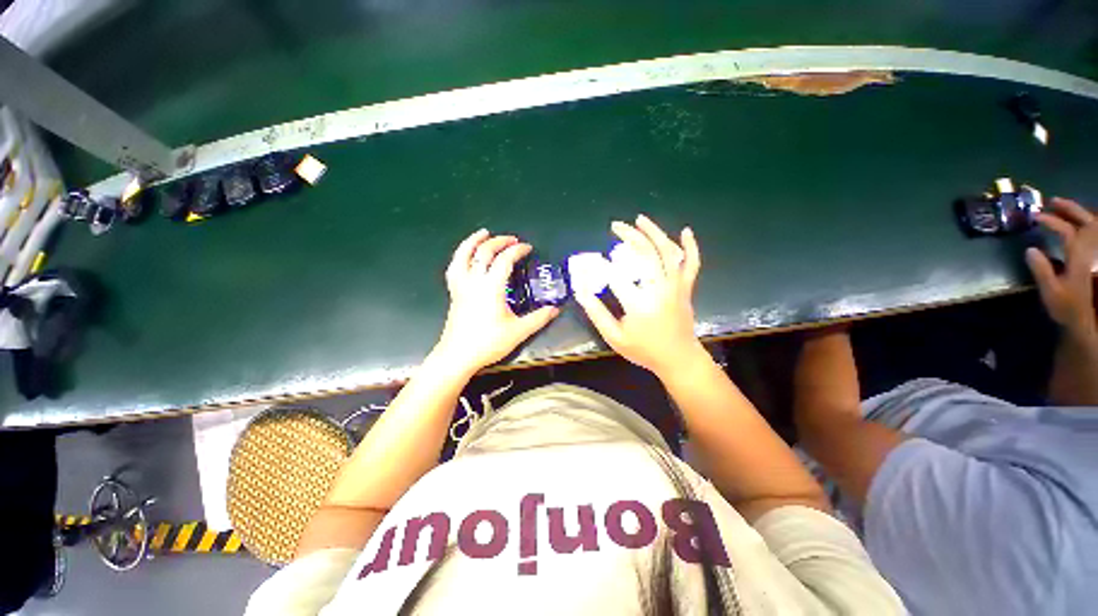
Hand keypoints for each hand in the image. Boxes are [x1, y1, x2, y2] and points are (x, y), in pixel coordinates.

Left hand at [432, 229, 558, 374]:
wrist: (458, 356)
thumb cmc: (488, 343)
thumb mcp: (518, 332)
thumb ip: (538, 319)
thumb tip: (555, 309)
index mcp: (491, 287)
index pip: (504, 260)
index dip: (517, 250)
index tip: (527, 248)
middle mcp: (474, 281)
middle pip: (484, 252)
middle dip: (499, 242)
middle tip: (512, 239)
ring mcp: (461, 286)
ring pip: (463, 256)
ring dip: (473, 241)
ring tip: (483, 233)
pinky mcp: (454, 293)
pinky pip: (454, 268)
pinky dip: (460, 256)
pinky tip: (465, 256)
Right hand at [576, 214, 705, 376]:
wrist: (679, 359)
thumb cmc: (644, 350)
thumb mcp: (615, 337)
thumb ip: (597, 314)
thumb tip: (581, 292)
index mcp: (639, 304)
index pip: (616, 276)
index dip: (601, 265)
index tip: (591, 261)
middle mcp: (660, 290)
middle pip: (645, 254)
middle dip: (629, 236)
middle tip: (615, 226)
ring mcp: (676, 287)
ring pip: (668, 253)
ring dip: (655, 233)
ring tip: (640, 220)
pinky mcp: (686, 288)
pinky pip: (692, 264)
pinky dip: (691, 246)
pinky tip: (685, 231)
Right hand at [1026, 197, 1097, 337]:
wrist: (1085, 319)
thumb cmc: (1067, 307)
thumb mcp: (1051, 292)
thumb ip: (1042, 270)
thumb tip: (1030, 249)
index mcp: (1079, 257)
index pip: (1067, 231)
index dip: (1052, 221)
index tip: (1035, 217)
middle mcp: (1090, 251)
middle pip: (1085, 222)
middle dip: (1069, 209)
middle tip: (1052, 202)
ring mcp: (1094, 254)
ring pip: (1092, 225)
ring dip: (1078, 214)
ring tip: (1063, 208)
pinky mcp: (1093, 259)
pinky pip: (1094, 234)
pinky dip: (1086, 224)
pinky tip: (1077, 223)